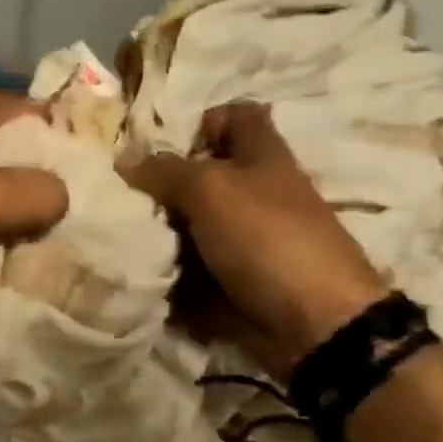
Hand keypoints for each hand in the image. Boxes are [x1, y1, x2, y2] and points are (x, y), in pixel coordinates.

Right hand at [123, 102, 390, 377]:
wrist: (317, 325)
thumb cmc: (266, 238)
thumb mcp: (210, 189)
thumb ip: (165, 171)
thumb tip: (125, 161)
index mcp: (261, 155)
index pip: (234, 116)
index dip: (201, 123)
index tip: (164, 150)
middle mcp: (256, 194)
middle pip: (204, 178)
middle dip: (164, 189)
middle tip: (126, 203)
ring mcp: (249, 242)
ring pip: (194, 228)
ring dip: (163, 238)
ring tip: (125, 243)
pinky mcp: (239, 283)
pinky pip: (197, 272)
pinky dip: (174, 278)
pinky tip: (145, 278)